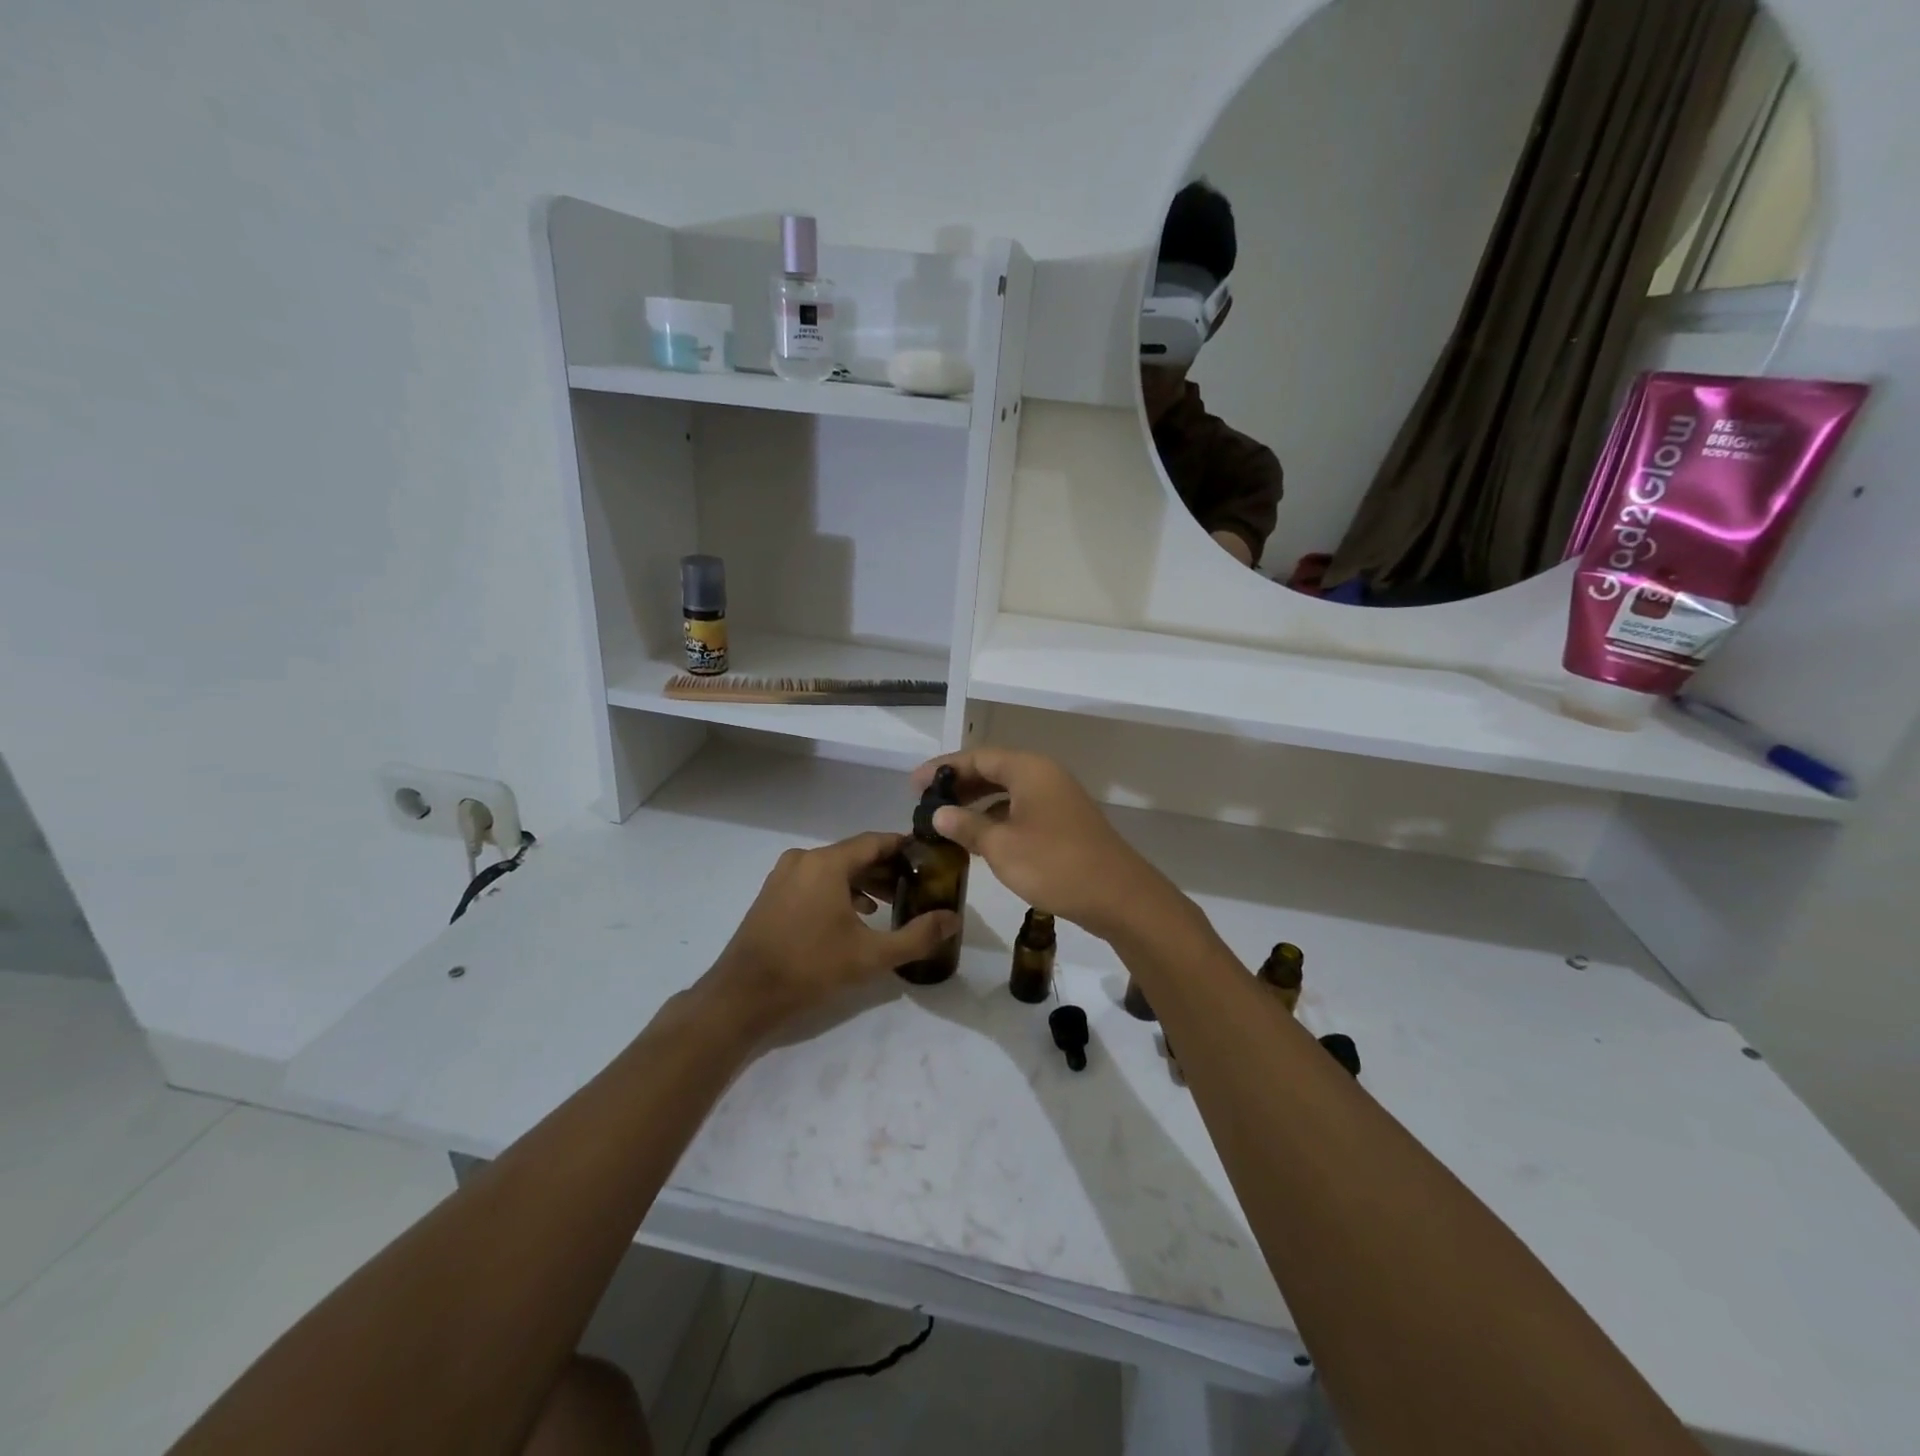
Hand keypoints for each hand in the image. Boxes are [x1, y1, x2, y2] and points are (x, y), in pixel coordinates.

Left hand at [705, 832, 958, 1026]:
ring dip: (863, 881)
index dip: (905, 848)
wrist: (743, 996)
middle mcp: (804, 859)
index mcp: (827, 863)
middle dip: (887, 869)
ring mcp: (784, 875)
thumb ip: (917, 936)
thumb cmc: (810, 968)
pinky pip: (815, 880)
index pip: (876, 841)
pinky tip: (855, 915)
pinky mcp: (773, 893)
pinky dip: (839, 890)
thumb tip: (953, 920)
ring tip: (890, 904)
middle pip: (855, 854)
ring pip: (835, 868)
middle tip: (915, 887)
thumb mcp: (871, 956)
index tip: (930, 859)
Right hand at [912, 748, 1166, 936]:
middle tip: (925, 803)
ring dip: (977, 802)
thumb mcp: (1001, 846)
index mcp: (1029, 769)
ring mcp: (1057, 799)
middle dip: (959, 784)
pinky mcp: (1064, 822)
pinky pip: (1021, 809)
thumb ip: (966, 826)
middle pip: (993, 770)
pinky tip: (979, 838)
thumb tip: (938, 813)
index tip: (914, 786)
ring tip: (946, 820)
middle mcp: (1044, 775)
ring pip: (1008, 791)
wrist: (1117, 896)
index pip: (977, 757)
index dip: (943, 769)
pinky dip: (997, 817)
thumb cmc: (1054, 864)